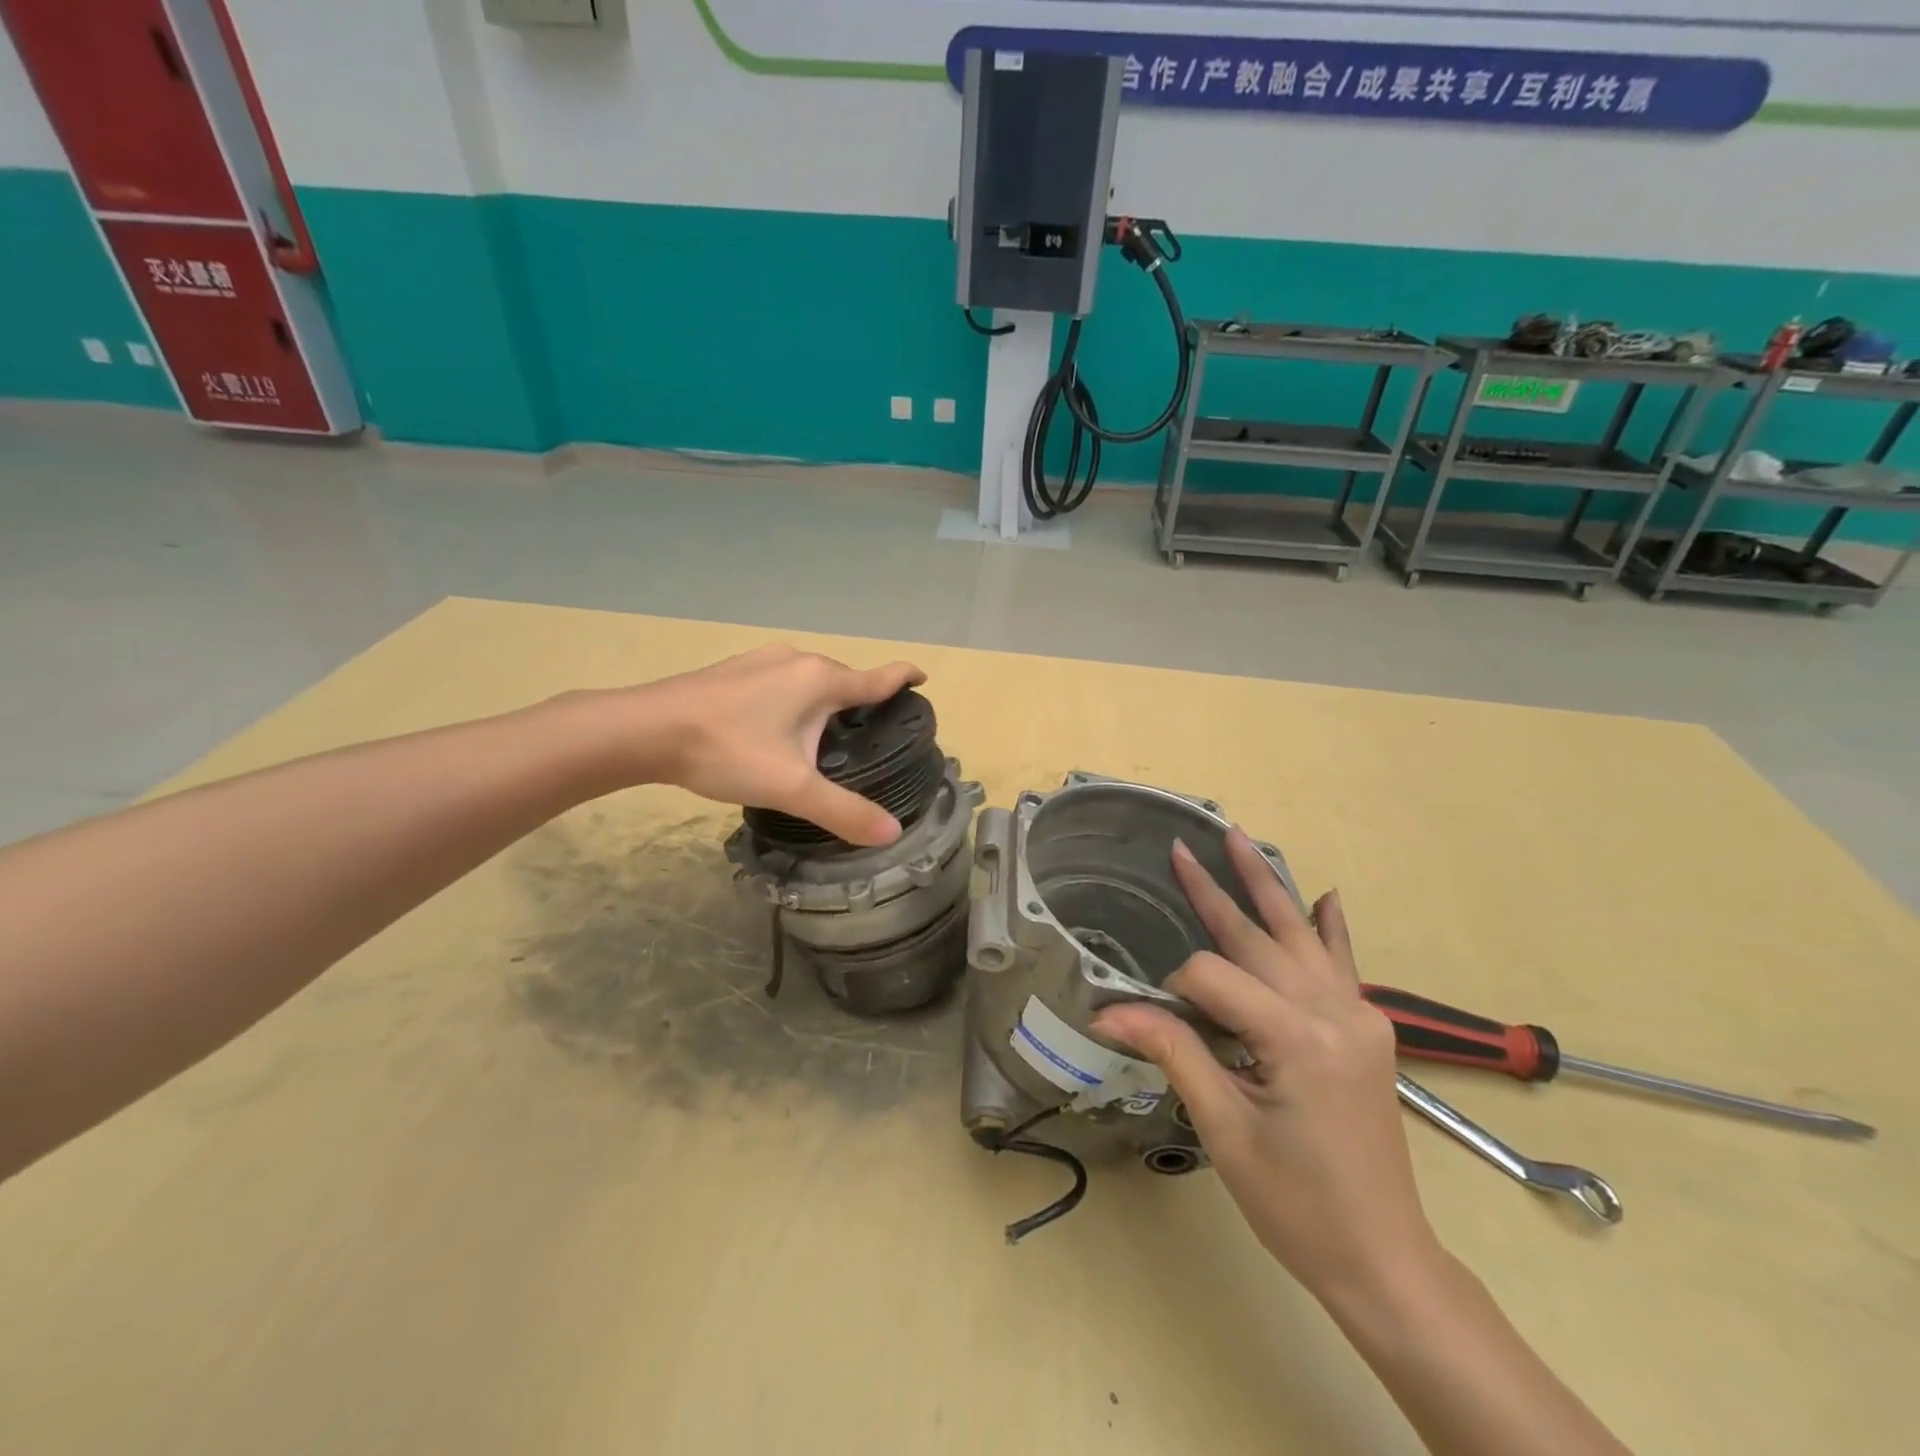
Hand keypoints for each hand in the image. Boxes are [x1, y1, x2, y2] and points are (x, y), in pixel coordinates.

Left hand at [624, 644, 925, 845]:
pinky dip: (794, 700)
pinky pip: (782, 682)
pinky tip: (777, 728)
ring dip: (825, 701)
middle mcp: (797, 660)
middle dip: (862, 700)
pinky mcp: (734, 671)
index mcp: (821, 680)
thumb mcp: (792, 788)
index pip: (878, 677)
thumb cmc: (728, 751)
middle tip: (871, 734)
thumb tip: (891, 833)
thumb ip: (843, 811)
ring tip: (827, 737)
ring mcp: (761, 661)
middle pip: (844, 679)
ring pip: (810, 680)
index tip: (923, 678)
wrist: (645, 731)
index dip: (904, 677)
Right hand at [1095, 831, 1438, 1298]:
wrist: (1383, 1259)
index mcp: (1298, 1037)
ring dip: (1266, 887)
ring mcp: (1359, 1017)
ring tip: (1239, 840)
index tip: (1151, 1020)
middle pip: (1260, 937)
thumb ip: (1171, 1051)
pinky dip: (1328, 928)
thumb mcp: (1223, 1128)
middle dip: (1215, 890)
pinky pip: (1342, 964)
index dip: (1172, 991)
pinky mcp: (1368, 1030)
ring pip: (1300, 936)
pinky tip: (1324, 898)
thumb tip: (1106, 1010)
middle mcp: (1336, 1012)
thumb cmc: (1296, 1204)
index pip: (1212, 978)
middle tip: (1181, 848)